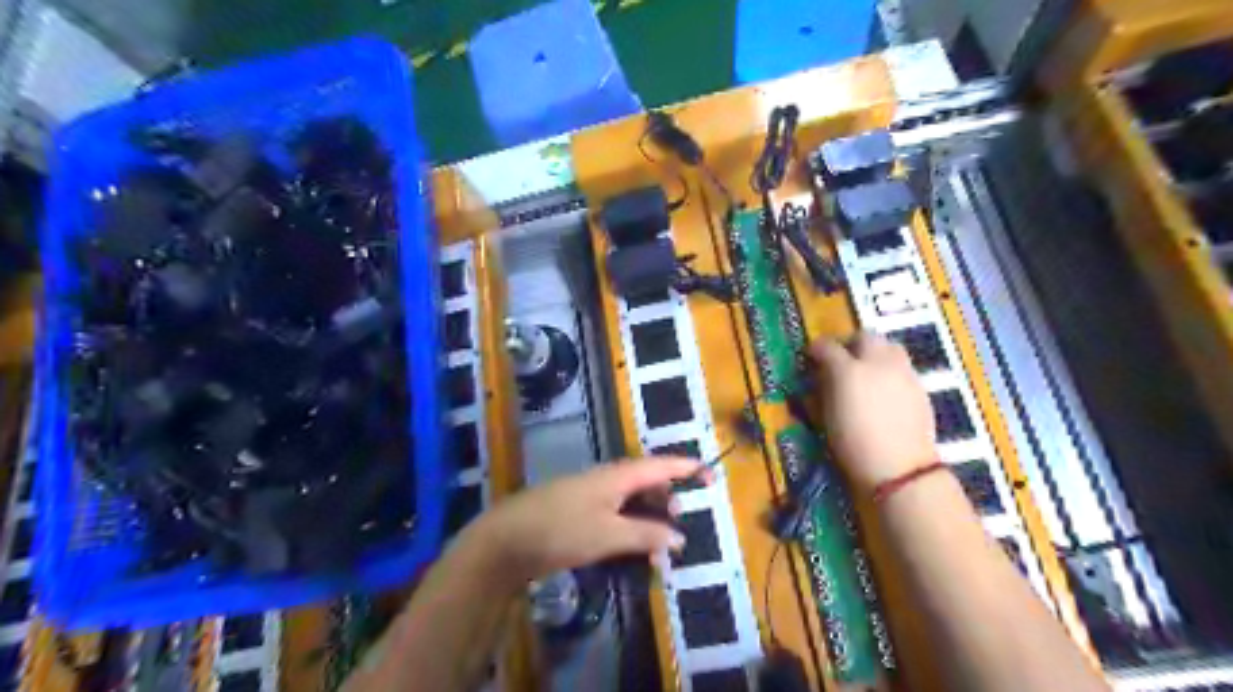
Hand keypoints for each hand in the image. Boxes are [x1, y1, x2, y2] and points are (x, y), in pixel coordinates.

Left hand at [466, 458, 702, 585]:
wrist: (507, 540)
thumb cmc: (562, 530)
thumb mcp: (608, 534)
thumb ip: (646, 534)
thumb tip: (679, 538)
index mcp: (618, 476)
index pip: (661, 465)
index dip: (687, 469)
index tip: (711, 476)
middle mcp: (607, 479)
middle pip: (647, 481)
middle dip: (668, 496)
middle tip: (683, 519)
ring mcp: (591, 495)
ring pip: (631, 499)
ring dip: (650, 516)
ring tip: (662, 541)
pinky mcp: (579, 512)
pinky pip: (616, 513)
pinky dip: (631, 526)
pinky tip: (634, 547)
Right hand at [811, 333, 936, 487]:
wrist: (900, 469)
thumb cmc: (852, 446)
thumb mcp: (825, 418)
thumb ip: (822, 390)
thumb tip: (820, 378)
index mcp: (847, 371)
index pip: (827, 346)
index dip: (816, 349)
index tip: (811, 357)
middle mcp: (877, 363)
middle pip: (864, 337)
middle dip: (849, 344)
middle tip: (841, 359)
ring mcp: (902, 372)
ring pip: (888, 346)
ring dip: (874, 352)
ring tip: (865, 370)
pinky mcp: (920, 386)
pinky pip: (901, 365)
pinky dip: (889, 369)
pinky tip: (884, 389)